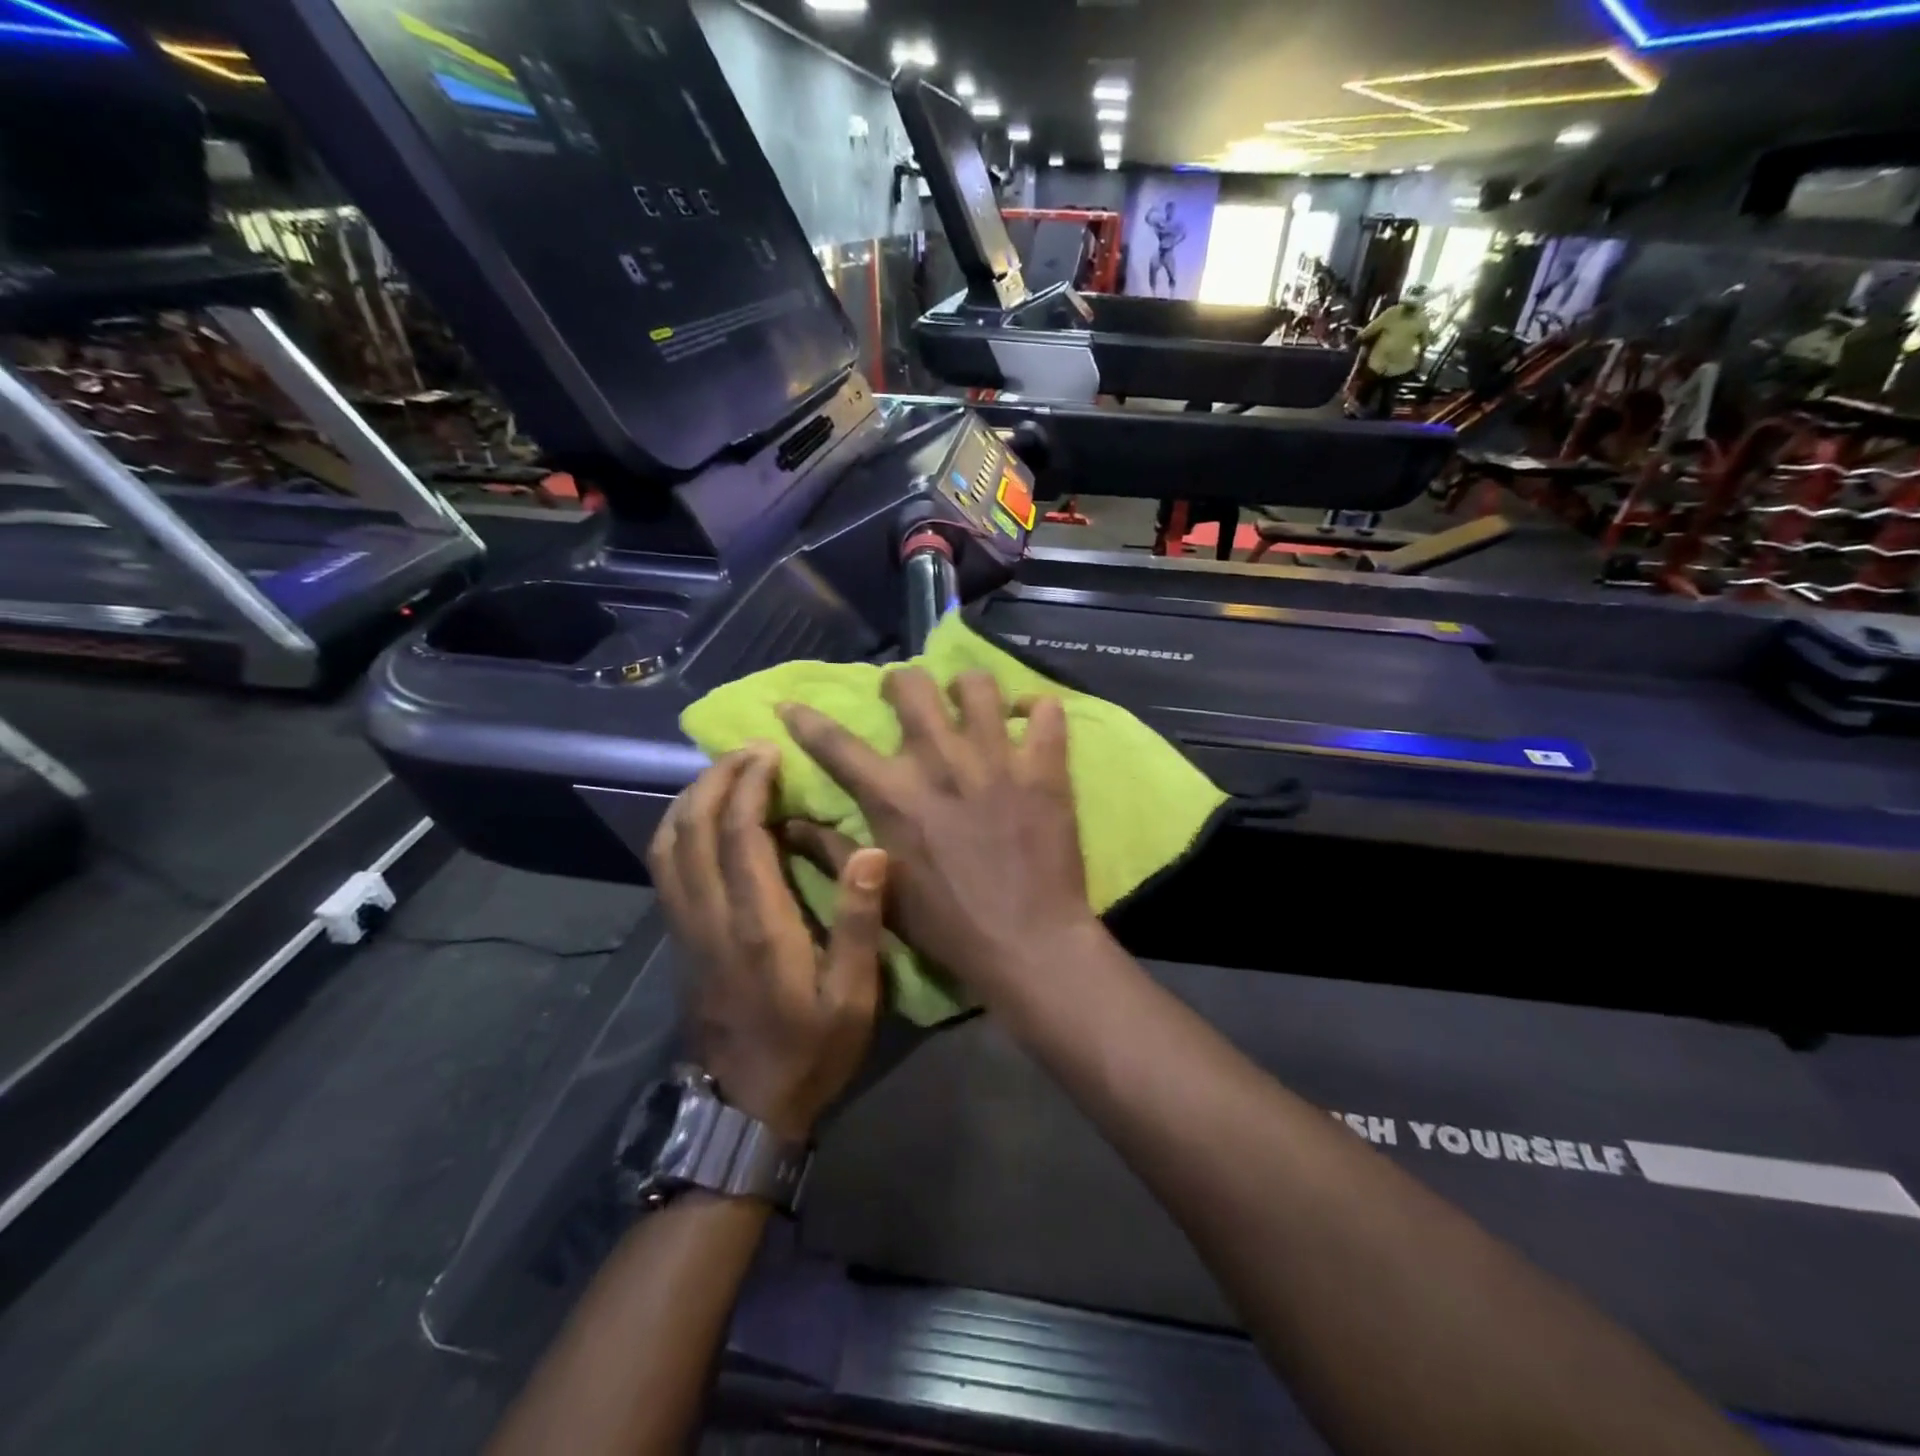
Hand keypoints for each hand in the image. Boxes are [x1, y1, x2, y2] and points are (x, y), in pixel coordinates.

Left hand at [648, 746, 887, 1141]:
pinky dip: (677, 829)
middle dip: (717, 779)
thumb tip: (870, 851)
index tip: (770, 752)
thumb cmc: (808, 1051)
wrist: (743, 1109)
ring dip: (691, 799)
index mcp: (756, 924)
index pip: (738, 835)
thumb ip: (858, 923)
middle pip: (693, 828)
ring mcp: (685, 927)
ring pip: (668, 844)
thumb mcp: (852, 997)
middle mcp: (710, 915)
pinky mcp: (678, 938)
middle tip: (749, 751)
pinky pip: (664, 867)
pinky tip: (700, 819)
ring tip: (724, 774)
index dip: (749, 785)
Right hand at [778, 669, 1094, 999]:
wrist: (1027, 944)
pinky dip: (1039, 707)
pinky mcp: (1043, 769)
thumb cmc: (947, 926)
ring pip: (978, 685)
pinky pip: (1047, 711)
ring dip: (968, 687)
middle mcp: (939, 763)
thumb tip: (788, 825)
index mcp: (893, 795)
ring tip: (971, 702)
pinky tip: (1030, 718)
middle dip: (902, 682)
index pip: (835, 743)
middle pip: (912, 686)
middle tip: (907, 696)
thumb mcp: (881, 894)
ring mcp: (996, 759)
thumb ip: (832, 854)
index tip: (790, 703)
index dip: (805, 719)